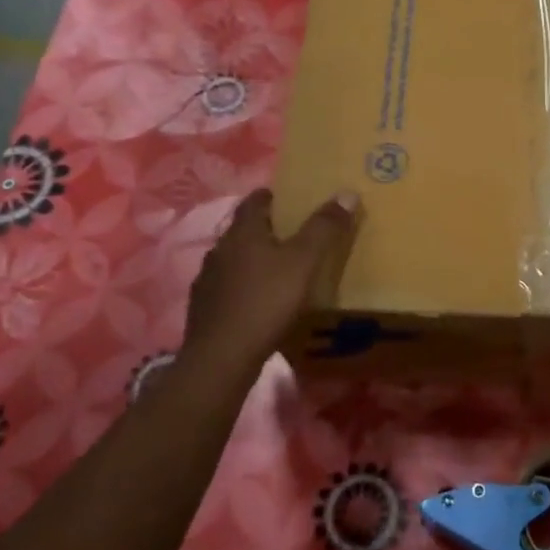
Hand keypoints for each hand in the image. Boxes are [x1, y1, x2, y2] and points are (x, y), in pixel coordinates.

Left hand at [180, 187, 358, 373]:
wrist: (222, 357)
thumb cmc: (266, 301)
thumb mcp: (304, 262)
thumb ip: (324, 228)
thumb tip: (347, 193)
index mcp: (242, 232)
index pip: (254, 201)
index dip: (272, 197)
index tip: (289, 200)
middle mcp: (220, 249)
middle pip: (243, 230)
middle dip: (265, 229)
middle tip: (292, 236)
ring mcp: (207, 279)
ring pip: (233, 259)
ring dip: (252, 259)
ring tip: (277, 270)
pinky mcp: (203, 308)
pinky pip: (226, 287)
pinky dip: (243, 287)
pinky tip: (257, 302)